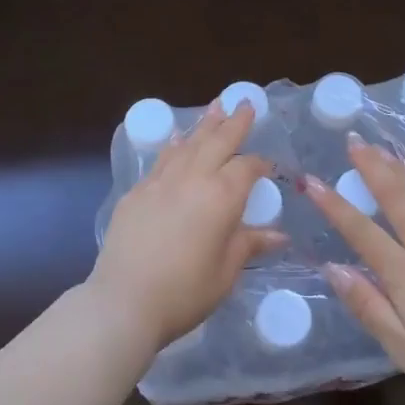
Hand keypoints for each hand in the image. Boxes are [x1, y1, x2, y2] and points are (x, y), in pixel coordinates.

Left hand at [88, 101, 284, 349]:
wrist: (124, 301)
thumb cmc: (184, 292)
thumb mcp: (225, 272)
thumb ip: (250, 245)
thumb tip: (280, 236)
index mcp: (221, 196)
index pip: (247, 168)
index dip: (260, 165)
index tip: (269, 168)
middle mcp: (193, 178)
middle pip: (217, 142)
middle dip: (234, 122)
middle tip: (244, 103)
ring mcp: (161, 182)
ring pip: (188, 143)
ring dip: (204, 124)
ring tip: (215, 106)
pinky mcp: (137, 192)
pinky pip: (161, 159)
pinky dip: (173, 145)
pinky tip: (176, 139)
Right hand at [306, 136, 404, 404]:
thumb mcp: (402, 347)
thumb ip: (368, 305)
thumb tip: (333, 269)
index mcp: (403, 273)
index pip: (361, 232)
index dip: (334, 206)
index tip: (312, 181)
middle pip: (395, 200)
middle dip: (372, 169)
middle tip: (355, 141)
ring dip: (404, 170)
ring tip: (386, 147)